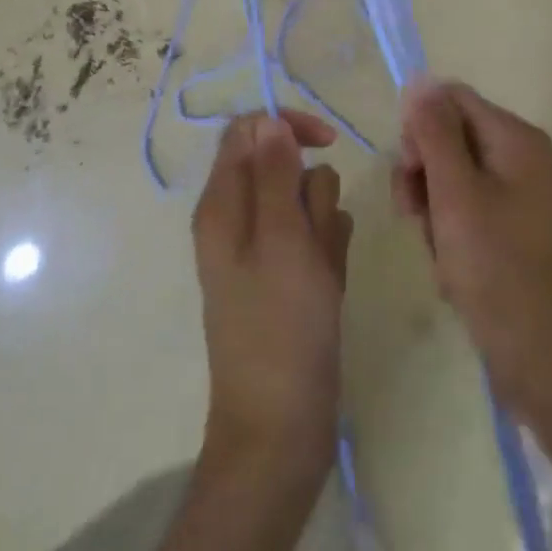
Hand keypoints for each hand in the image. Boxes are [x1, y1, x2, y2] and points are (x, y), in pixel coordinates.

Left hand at [192, 110, 353, 482]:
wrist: (280, 430)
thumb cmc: (281, 328)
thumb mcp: (281, 239)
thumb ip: (274, 173)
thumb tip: (268, 120)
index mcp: (222, 203)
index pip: (250, 130)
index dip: (287, 126)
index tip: (327, 141)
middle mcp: (237, 217)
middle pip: (284, 164)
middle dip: (311, 191)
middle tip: (313, 237)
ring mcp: (263, 248)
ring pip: (306, 200)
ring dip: (323, 224)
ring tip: (321, 271)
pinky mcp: (286, 274)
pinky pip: (316, 236)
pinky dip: (328, 251)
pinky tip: (329, 285)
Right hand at [391, 80, 551, 423]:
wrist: (549, 365)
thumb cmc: (498, 272)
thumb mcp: (456, 195)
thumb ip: (434, 133)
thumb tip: (420, 80)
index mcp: (516, 138)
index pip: (451, 100)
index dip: (420, 128)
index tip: (408, 174)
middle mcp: (524, 157)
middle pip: (451, 137)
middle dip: (424, 174)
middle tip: (415, 217)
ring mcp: (524, 196)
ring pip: (455, 178)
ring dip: (433, 209)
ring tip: (437, 252)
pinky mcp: (518, 231)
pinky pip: (470, 211)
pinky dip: (451, 233)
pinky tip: (452, 270)